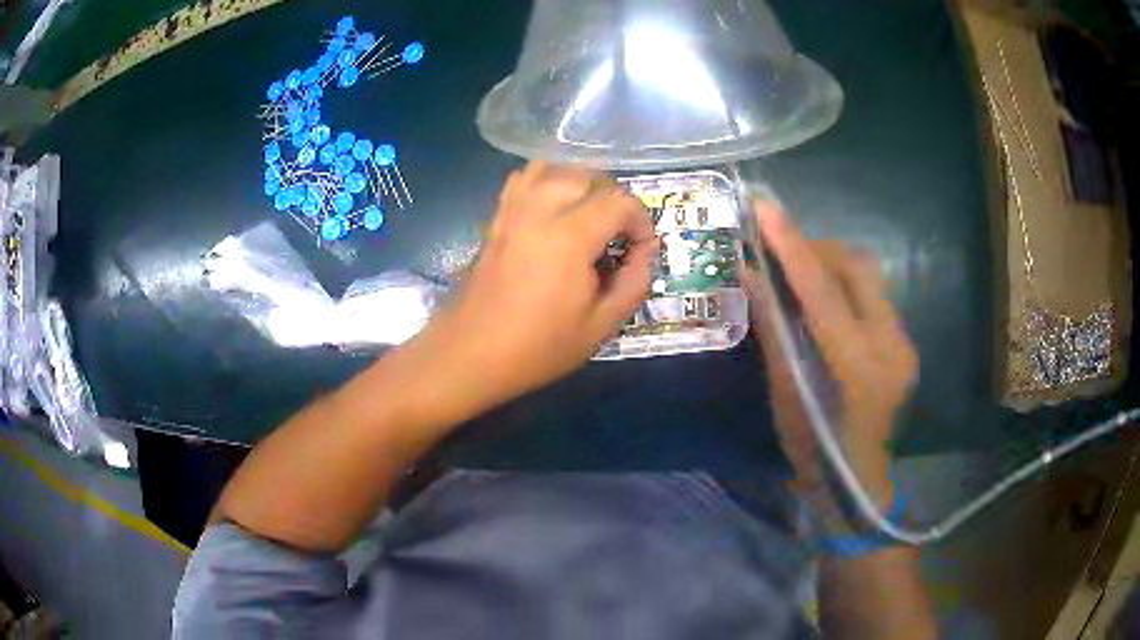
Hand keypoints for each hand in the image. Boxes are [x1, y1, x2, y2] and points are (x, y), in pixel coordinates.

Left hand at [418, 162, 656, 416]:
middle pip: (588, 176)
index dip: (641, 221)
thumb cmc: (538, 348)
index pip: (620, 201)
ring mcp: (512, 211)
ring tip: (588, 215)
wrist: (470, 354)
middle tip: (618, 233)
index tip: (641, 249)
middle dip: (613, 197)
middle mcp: (539, 210)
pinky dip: (545, 182)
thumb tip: (644, 252)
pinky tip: (552, 210)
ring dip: (579, 184)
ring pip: (553, 168)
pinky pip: (522, 179)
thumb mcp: (600, 327)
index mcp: (569, 237)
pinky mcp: (495, 218)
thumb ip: (633, 283)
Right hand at [749, 202, 917, 505]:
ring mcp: (903, 344)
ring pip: (868, 277)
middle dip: (815, 248)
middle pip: (856, 268)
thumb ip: (774, 331)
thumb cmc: (813, 452)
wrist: (857, 483)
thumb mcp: (786, 395)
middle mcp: (890, 347)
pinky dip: (843, 285)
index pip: (823, 292)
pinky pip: (872, 295)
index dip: (792, 246)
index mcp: (857, 368)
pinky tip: (823, 300)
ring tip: (798, 271)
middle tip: (779, 250)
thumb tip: (751, 275)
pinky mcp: (903, 343)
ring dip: (830, 263)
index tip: (764, 208)